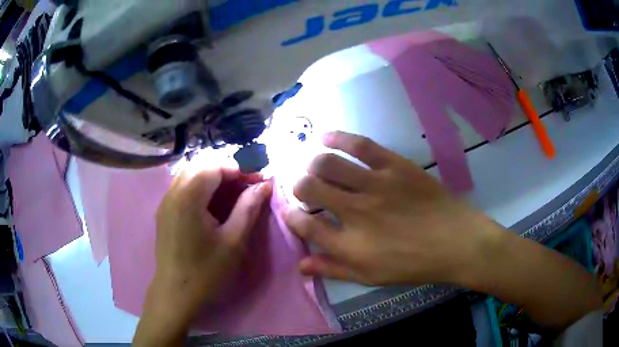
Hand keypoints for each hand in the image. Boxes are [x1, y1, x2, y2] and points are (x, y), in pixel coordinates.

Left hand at [149, 165, 271, 321]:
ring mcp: (166, 201)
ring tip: (232, 194)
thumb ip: (248, 208)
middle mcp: (173, 192)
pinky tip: (213, 205)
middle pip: (200, 164)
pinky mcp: (164, 212)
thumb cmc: (207, 272)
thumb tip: (264, 185)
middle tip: (246, 186)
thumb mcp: (234, 241)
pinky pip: (183, 187)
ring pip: (190, 173)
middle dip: (226, 169)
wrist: (176, 295)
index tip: (257, 181)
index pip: (214, 165)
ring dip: (213, 177)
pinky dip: (201, 187)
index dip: (239, 168)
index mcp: (189, 197)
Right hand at [284, 131, 499, 285]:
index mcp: (350, 245)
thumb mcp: (371, 277)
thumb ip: (334, 270)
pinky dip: (337, 138)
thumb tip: (300, 265)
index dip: (291, 217)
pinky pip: (360, 145)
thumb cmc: (414, 264)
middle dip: (298, 186)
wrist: (456, 241)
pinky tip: (325, 137)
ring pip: (328, 164)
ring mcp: (376, 185)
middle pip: (310, 189)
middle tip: (304, 187)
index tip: (291, 212)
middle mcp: (356, 212)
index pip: (305, 226)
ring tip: (313, 166)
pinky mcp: (394, 165)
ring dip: (313, 163)